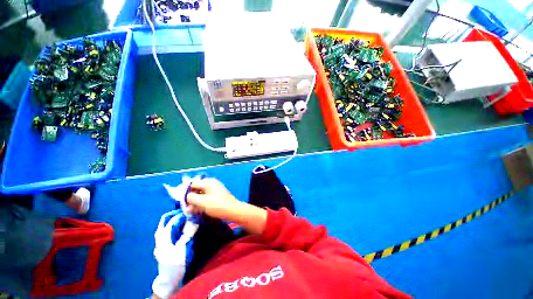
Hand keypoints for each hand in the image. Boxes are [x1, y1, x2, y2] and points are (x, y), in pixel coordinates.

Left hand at [152, 210, 197, 297]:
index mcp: (163, 237)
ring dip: (175, 218)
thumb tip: (195, 220)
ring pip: (165, 224)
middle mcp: (159, 237)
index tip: (191, 210)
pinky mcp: (162, 244)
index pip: (172, 220)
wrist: (168, 279)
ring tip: (186, 217)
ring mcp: (159, 241)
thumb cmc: (176, 264)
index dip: (182, 214)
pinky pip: (166, 229)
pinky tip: (181, 226)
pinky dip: (173, 224)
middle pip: (165, 219)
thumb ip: (188, 233)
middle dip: (176, 213)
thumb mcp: (183, 248)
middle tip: (187, 211)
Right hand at [186, 178, 238, 218]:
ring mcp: (215, 190)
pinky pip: (206, 198)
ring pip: (201, 194)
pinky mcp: (217, 197)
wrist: (233, 211)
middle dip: (190, 197)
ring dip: (195, 201)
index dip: (185, 191)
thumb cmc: (217, 205)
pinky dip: (201, 203)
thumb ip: (191, 198)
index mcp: (208, 182)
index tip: (179, 199)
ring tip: (189, 210)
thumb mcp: (202, 202)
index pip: (193, 183)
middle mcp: (211, 184)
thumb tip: (186, 197)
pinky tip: (197, 210)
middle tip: (185, 206)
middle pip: (197, 188)